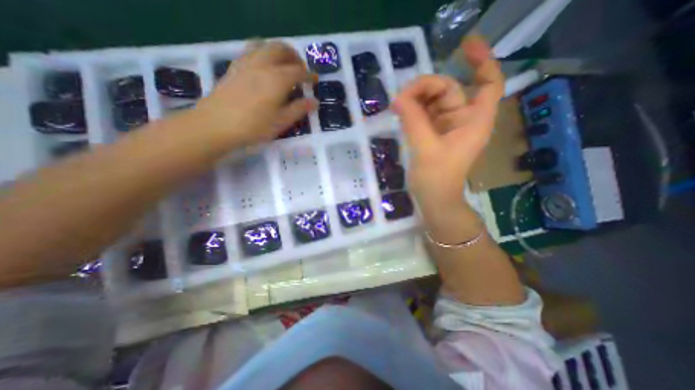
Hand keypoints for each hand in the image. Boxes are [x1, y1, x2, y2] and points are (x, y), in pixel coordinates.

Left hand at [191, 41, 317, 146]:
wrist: (216, 125)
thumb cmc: (254, 126)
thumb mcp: (281, 122)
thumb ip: (299, 109)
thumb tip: (315, 102)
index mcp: (277, 79)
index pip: (298, 71)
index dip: (309, 75)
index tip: (315, 80)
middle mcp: (263, 65)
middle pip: (281, 49)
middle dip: (294, 57)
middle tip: (301, 70)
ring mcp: (246, 63)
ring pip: (265, 45)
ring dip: (278, 51)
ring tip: (284, 64)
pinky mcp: (234, 66)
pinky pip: (251, 50)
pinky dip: (263, 52)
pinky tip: (264, 66)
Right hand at [390, 36, 506, 225]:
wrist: (434, 201)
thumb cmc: (436, 180)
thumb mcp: (425, 148)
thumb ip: (413, 120)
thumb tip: (398, 98)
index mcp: (473, 122)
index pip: (488, 83)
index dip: (481, 61)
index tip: (463, 47)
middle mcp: (463, 120)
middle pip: (449, 89)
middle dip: (426, 87)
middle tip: (401, 97)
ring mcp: (446, 127)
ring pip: (433, 101)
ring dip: (416, 99)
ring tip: (397, 106)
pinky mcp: (433, 134)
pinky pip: (424, 114)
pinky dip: (413, 111)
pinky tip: (400, 112)